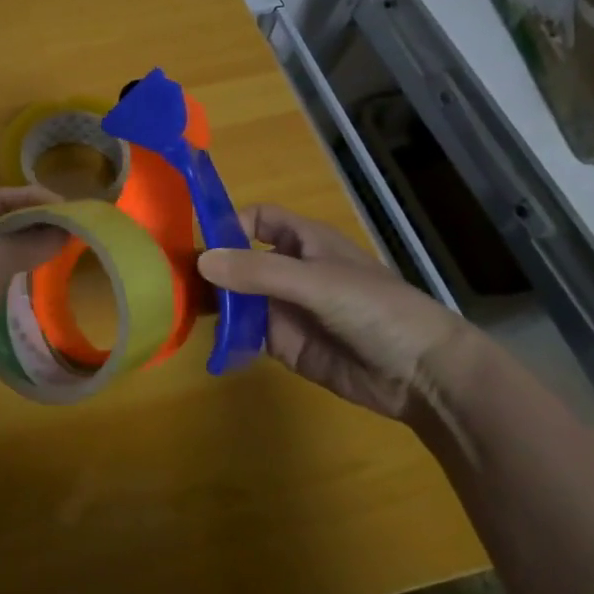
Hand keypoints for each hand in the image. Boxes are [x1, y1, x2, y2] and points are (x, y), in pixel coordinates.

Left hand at [0, 187, 69, 419]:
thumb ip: (29, 241)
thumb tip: (64, 229)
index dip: (31, 197)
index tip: (69, 208)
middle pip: (2, 232)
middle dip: (37, 231)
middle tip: (77, 237)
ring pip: (4, 269)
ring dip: (34, 266)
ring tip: (71, 267)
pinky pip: (4, 304)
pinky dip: (26, 301)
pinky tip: (53, 305)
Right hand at [197, 204, 475, 422]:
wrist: (422, 374)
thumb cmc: (375, 309)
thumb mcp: (315, 282)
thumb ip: (258, 272)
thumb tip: (200, 261)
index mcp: (303, 242)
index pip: (258, 219)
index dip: (230, 222)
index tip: (197, 238)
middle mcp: (289, 270)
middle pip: (239, 258)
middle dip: (211, 265)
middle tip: (171, 278)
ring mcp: (285, 308)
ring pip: (237, 297)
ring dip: (212, 301)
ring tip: (177, 308)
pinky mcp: (284, 343)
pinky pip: (245, 333)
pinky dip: (225, 334)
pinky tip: (204, 338)